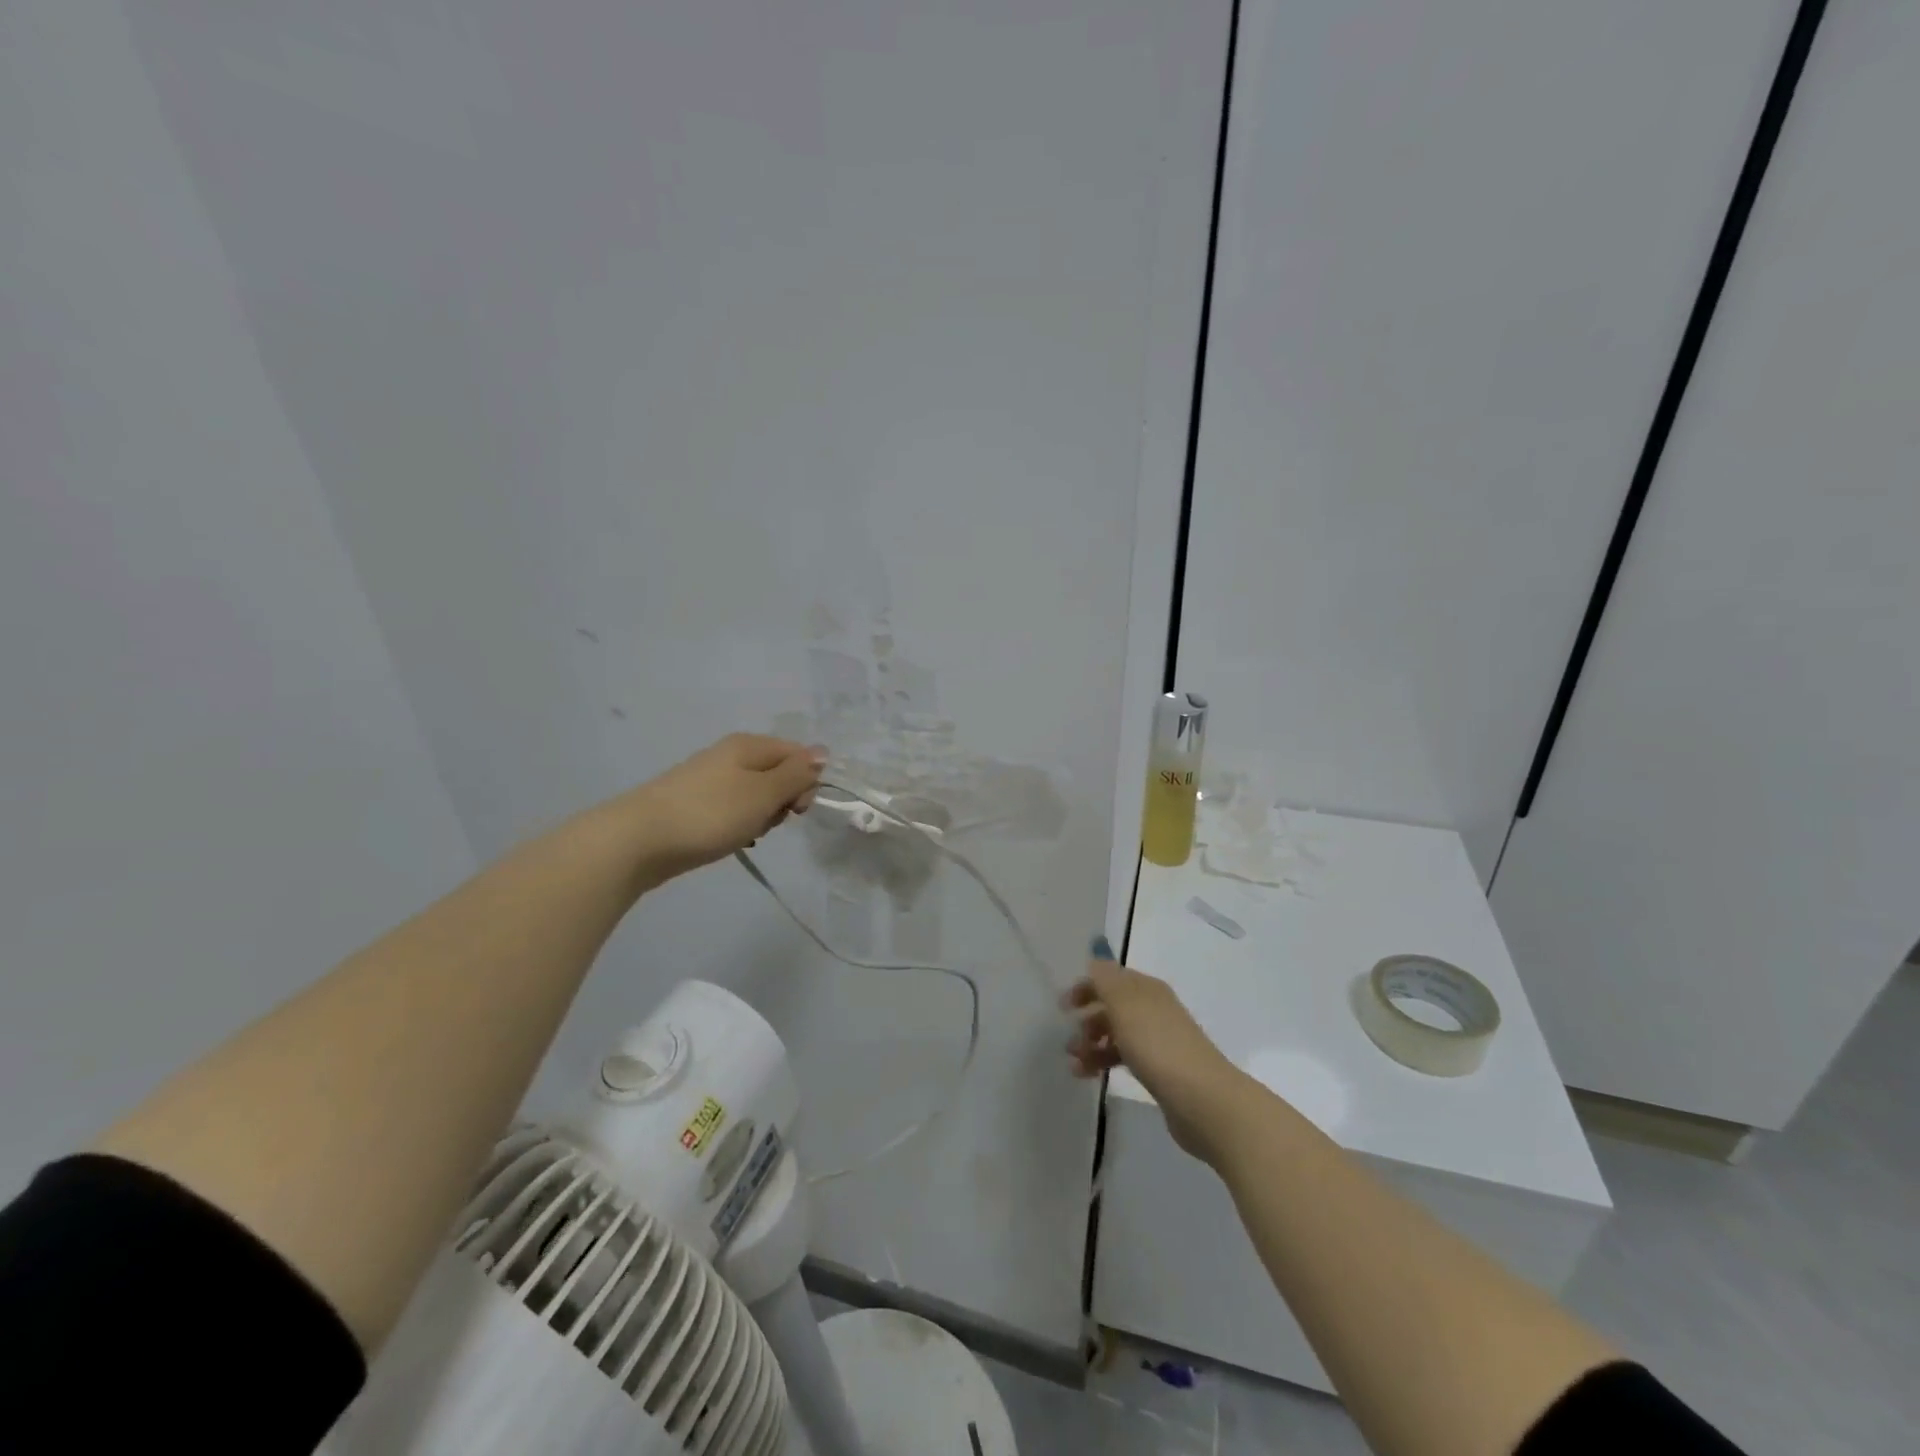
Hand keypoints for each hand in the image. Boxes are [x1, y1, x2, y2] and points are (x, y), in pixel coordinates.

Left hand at [626, 734, 823, 881]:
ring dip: (761, 817)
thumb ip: (796, 774)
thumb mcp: (763, 793)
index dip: (806, 781)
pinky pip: (733, 810)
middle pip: (777, 774)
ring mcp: (710, 779)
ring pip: (756, 795)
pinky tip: (729, 840)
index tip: (797, 810)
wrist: (638, 840)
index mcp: (749, 745)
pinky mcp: (695, 804)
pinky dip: (738, 825)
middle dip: (782, 801)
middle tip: (768, 821)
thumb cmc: (710, 814)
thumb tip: (822, 752)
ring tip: (745, 834)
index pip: (798, 754)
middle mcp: (730, 755)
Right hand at [1064, 938, 1248, 1162]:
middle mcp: (1153, 1009)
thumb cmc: (1158, 1045)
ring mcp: (1159, 1041)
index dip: (1086, 987)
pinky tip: (1089, 1076)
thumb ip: (1105, 979)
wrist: (1202, 1099)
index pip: (1111, 977)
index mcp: (1147, 989)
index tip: (1063, 1007)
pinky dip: (1104, 1062)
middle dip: (1087, 1019)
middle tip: (1069, 1040)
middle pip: (1113, 1006)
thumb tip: (1095, 957)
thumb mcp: (1125, 1004)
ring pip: (1117, 1034)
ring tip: (1075, 1064)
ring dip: (1092, 1044)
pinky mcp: (1160, 1070)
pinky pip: (1125, 1057)